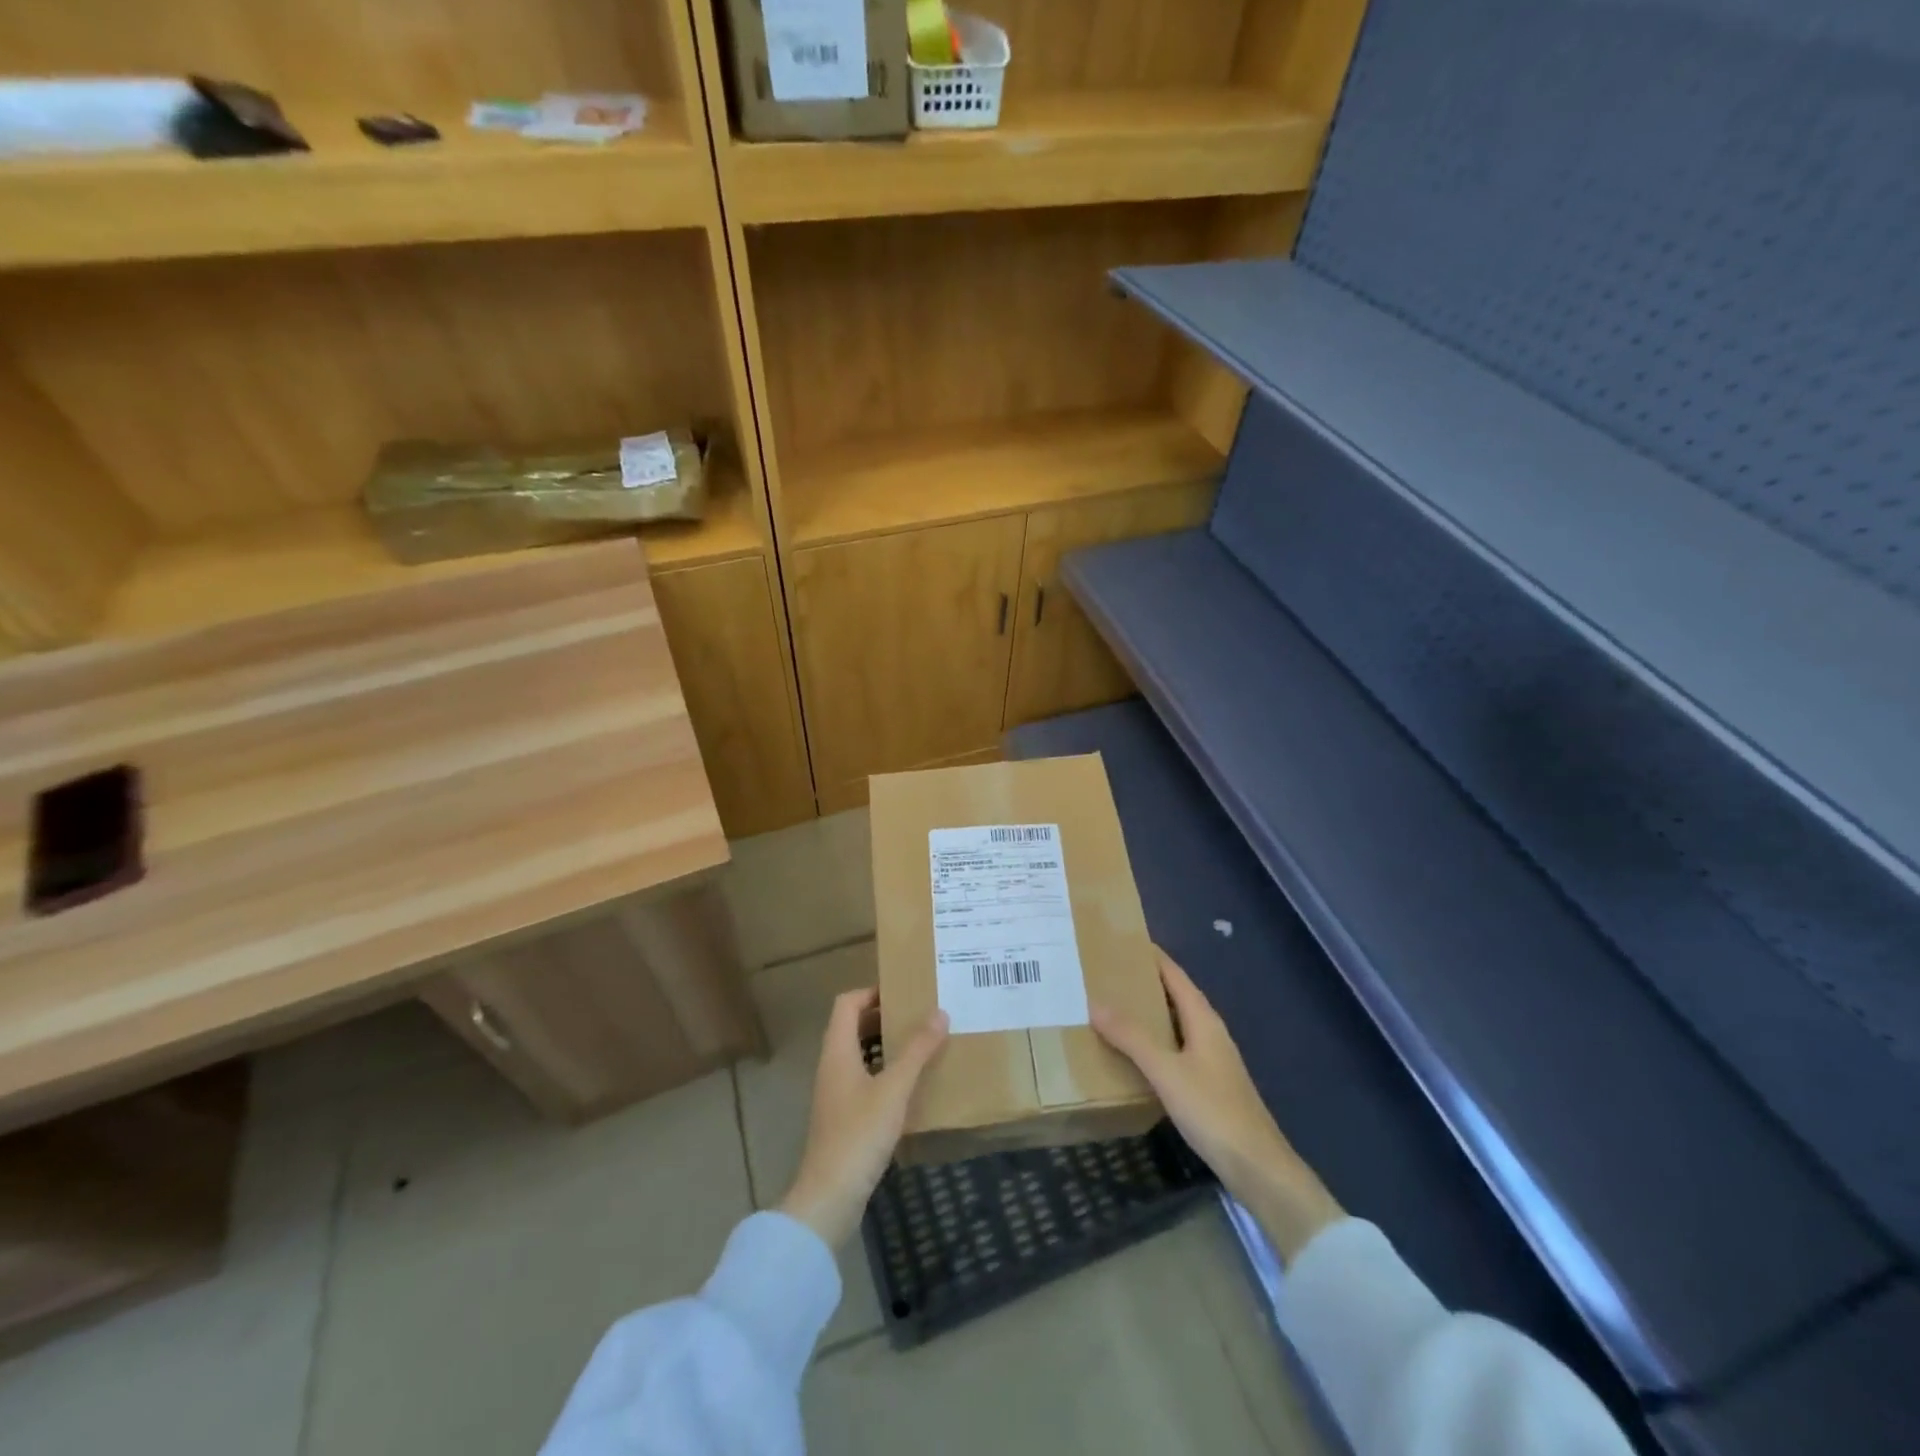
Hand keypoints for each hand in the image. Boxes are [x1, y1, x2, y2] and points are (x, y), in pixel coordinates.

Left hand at [779, 989, 948, 1248]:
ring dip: (886, 1045)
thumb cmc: (859, 1135)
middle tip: (919, 1015)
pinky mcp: (844, 1118)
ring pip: (860, 1054)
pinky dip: (885, 1072)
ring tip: (921, 1044)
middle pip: (852, 1026)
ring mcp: (836, 1094)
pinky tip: (911, 1085)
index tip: (904, 992)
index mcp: (837, 1051)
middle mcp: (832, 1066)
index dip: (872, 992)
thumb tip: (939, 1012)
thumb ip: (917, 1050)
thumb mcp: (894, 1089)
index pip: (847, 1003)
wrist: (829, 1197)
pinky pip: (864, 1080)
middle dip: (884, 1017)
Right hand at [1092, 948, 1341, 1261]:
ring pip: (1176, 1024)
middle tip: (1107, 973)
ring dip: (1149, 1013)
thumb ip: (1132, 1037)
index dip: (1152, 957)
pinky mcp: (1209, 1084)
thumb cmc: (1213, 1110)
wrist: (1257, 1167)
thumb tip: (1096, 1002)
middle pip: (1176, 996)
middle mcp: (1210, 1032)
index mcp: (1204, 1019)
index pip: (1175, 975)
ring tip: (1113, 1006)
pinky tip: (1135, 1053)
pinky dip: (1154, 1041)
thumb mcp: (1166, 1071)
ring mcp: (1212, 1059)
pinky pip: (1176, 1048)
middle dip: (1145, 983)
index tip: (1123, 941)